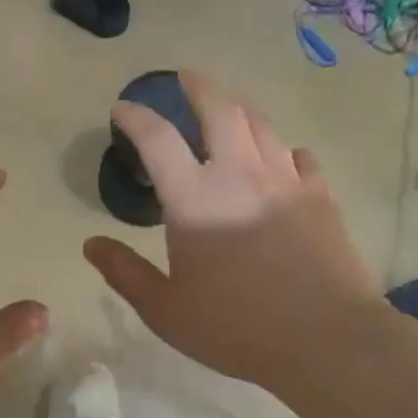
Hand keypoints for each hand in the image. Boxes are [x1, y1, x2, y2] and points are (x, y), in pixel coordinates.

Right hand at [83, 72, 380, 389]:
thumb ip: (125, 272)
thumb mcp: (166, 310)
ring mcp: (285, 180)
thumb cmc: (236, 327)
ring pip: (261, 124)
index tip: (123, 108)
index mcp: (194, 199)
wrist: (327, 340)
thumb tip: (91, 243)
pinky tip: (282, 159)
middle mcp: (239, 174)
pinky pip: (300, 156)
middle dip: (199, 86)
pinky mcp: (320, 195)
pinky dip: (283, 150)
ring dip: (240, 109)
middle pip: (220, 108)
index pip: (157, 138)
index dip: (135, 116)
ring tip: (229, 109)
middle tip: (186, 77)